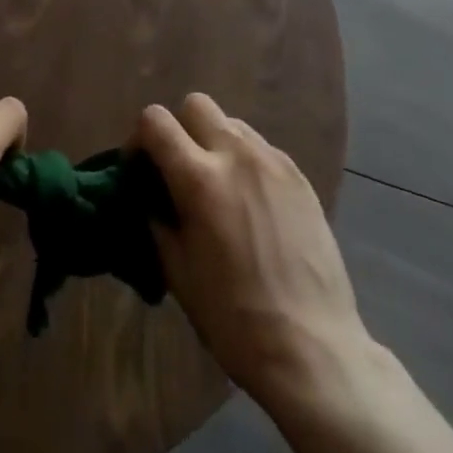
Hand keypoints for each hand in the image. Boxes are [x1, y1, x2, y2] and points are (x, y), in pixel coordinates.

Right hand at [137, 93, 371, 409]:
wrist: (312, 347)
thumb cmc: (233, 317)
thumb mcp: (177, 271)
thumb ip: (158, 220)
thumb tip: (151, 198)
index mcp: (199, 178)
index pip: (155, 120)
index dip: (139, 138)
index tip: (141, 168)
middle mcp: (236, 155)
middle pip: (196, 105)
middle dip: (180, 129)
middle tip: (180, 171)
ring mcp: (273, 163)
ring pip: (232, 123)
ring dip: (215, 143)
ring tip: (219, 187)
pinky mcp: (300, 177)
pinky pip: (262, 149)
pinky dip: (246, 162)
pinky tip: (251, 204)